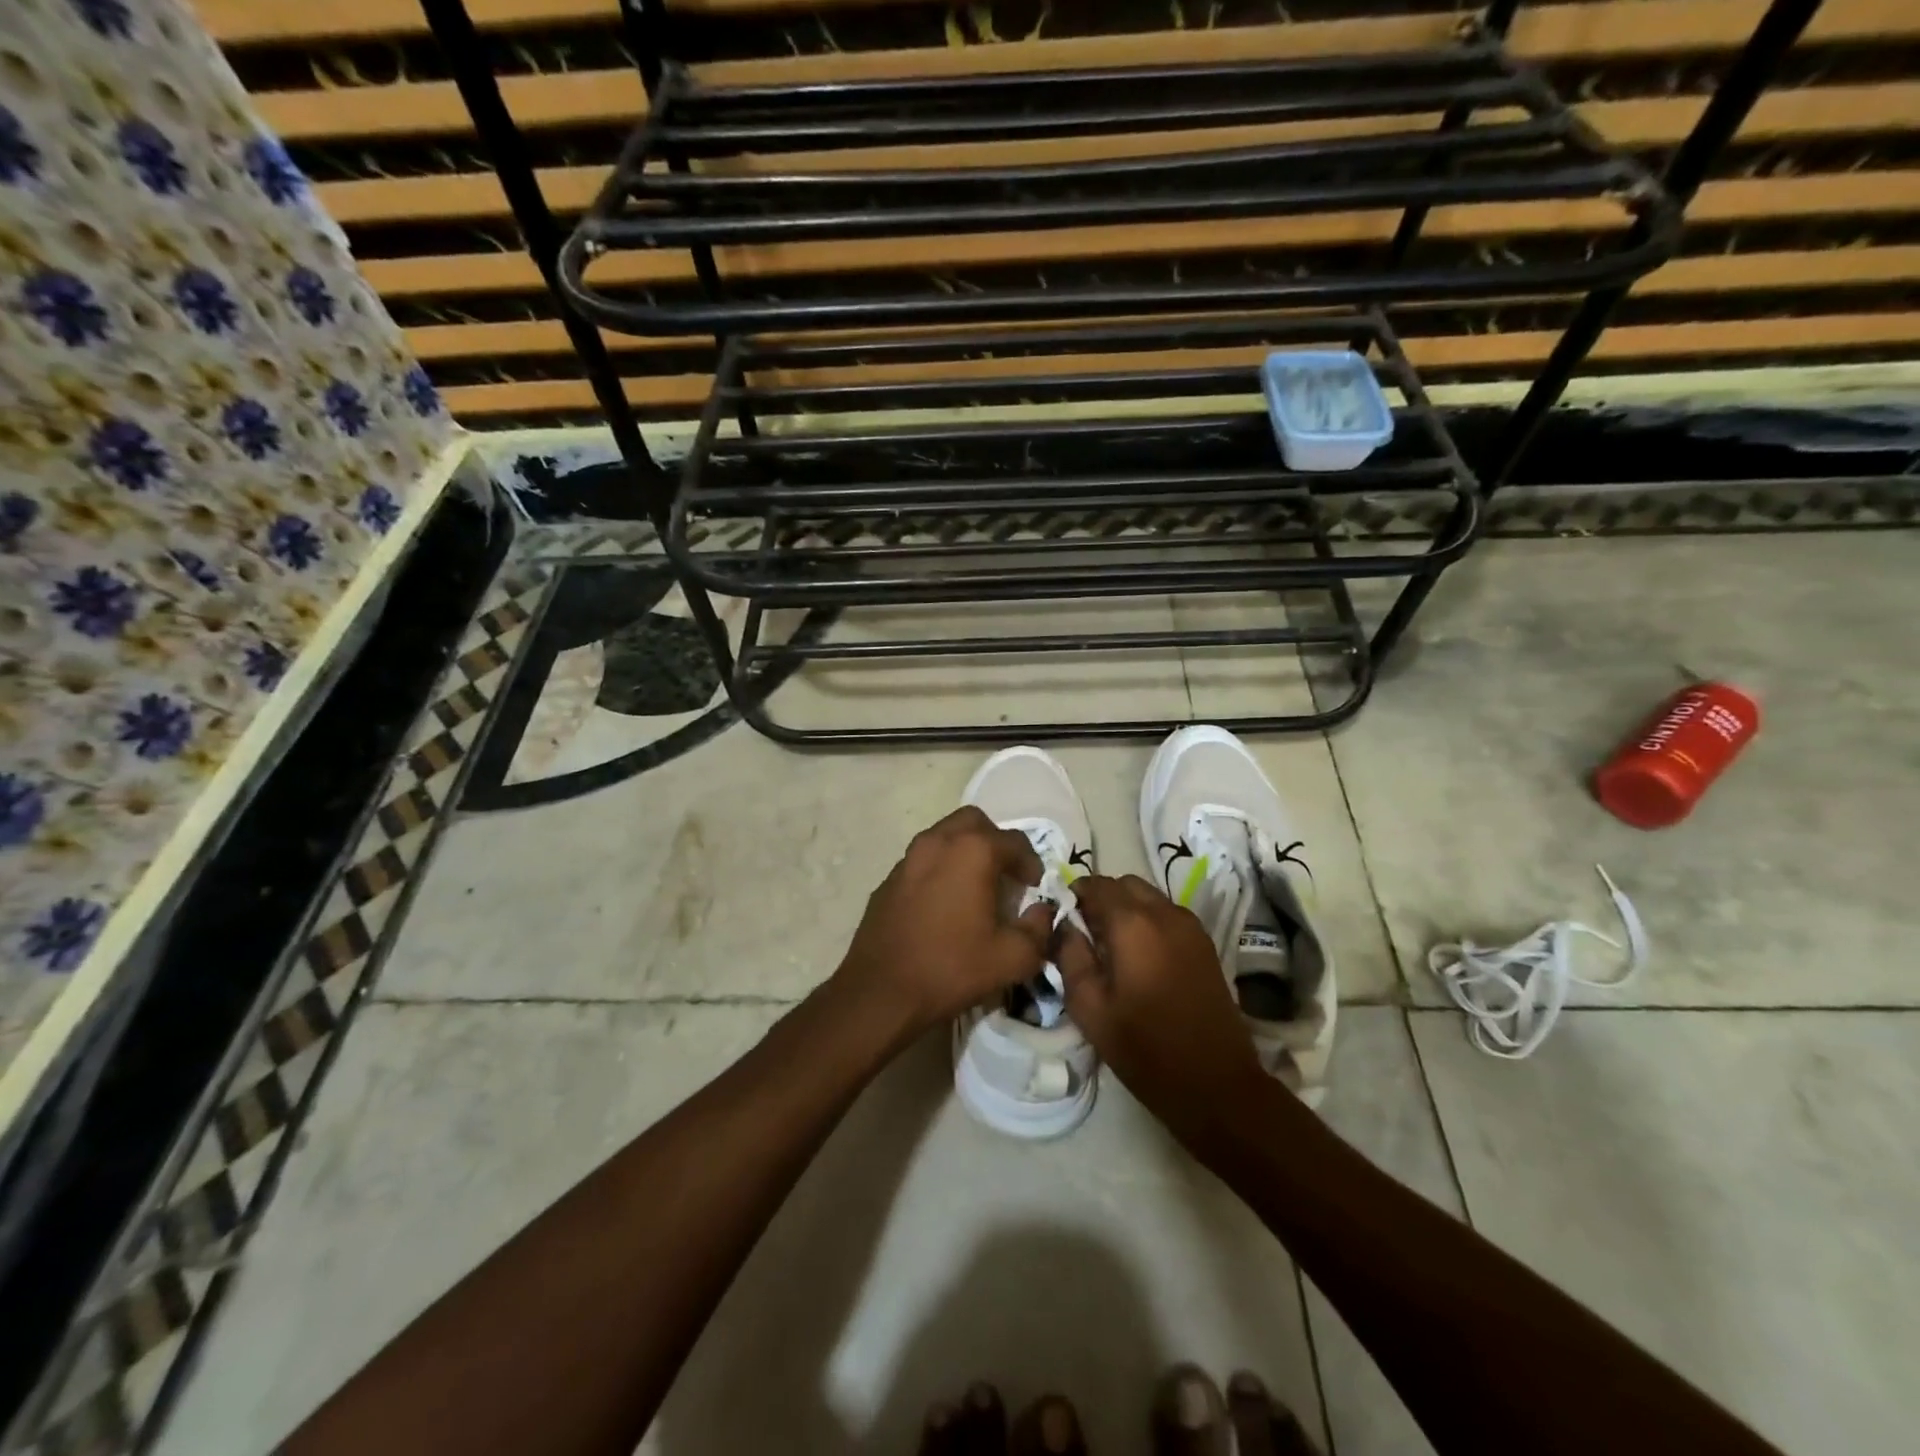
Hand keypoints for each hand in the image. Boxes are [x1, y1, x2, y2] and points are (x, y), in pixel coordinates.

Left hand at [833, 807, 1054, 1047]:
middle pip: (974, 822)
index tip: (1035, 887)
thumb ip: (1038, 929)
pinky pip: (923, 860)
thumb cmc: (951, 968)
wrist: (881, 992)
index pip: (1014, 841)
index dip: (1031, 863)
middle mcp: (938, 842)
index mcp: (972, 851)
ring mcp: (908, 858)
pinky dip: (940, 869)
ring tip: (976, 887)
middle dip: (995, 842)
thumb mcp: (1012, 958)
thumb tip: (1041, 912)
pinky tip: (944, 904)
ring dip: (965, 852)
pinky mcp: (889, 879)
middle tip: (1006, 875)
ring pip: (944, 836)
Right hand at [1055, 875, 1267, 1142]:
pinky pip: (1167, 914)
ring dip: (1125, 908)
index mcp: (1132, 924)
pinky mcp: (1205, 943)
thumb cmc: (1145, 1049)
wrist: (1216, 1084)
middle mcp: (1164, 913)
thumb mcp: (1090, 1008)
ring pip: (1148, 897)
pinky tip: (1139, 957)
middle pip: (1124, 884)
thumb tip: (1063, 926)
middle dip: (1101, 898)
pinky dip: (1148, 920)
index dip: (1073, 894)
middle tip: (1084, 933)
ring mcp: (1190, 926)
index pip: (1095, 884)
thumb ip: (1070, 957)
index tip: (1061, 918)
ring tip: (1110, 947)